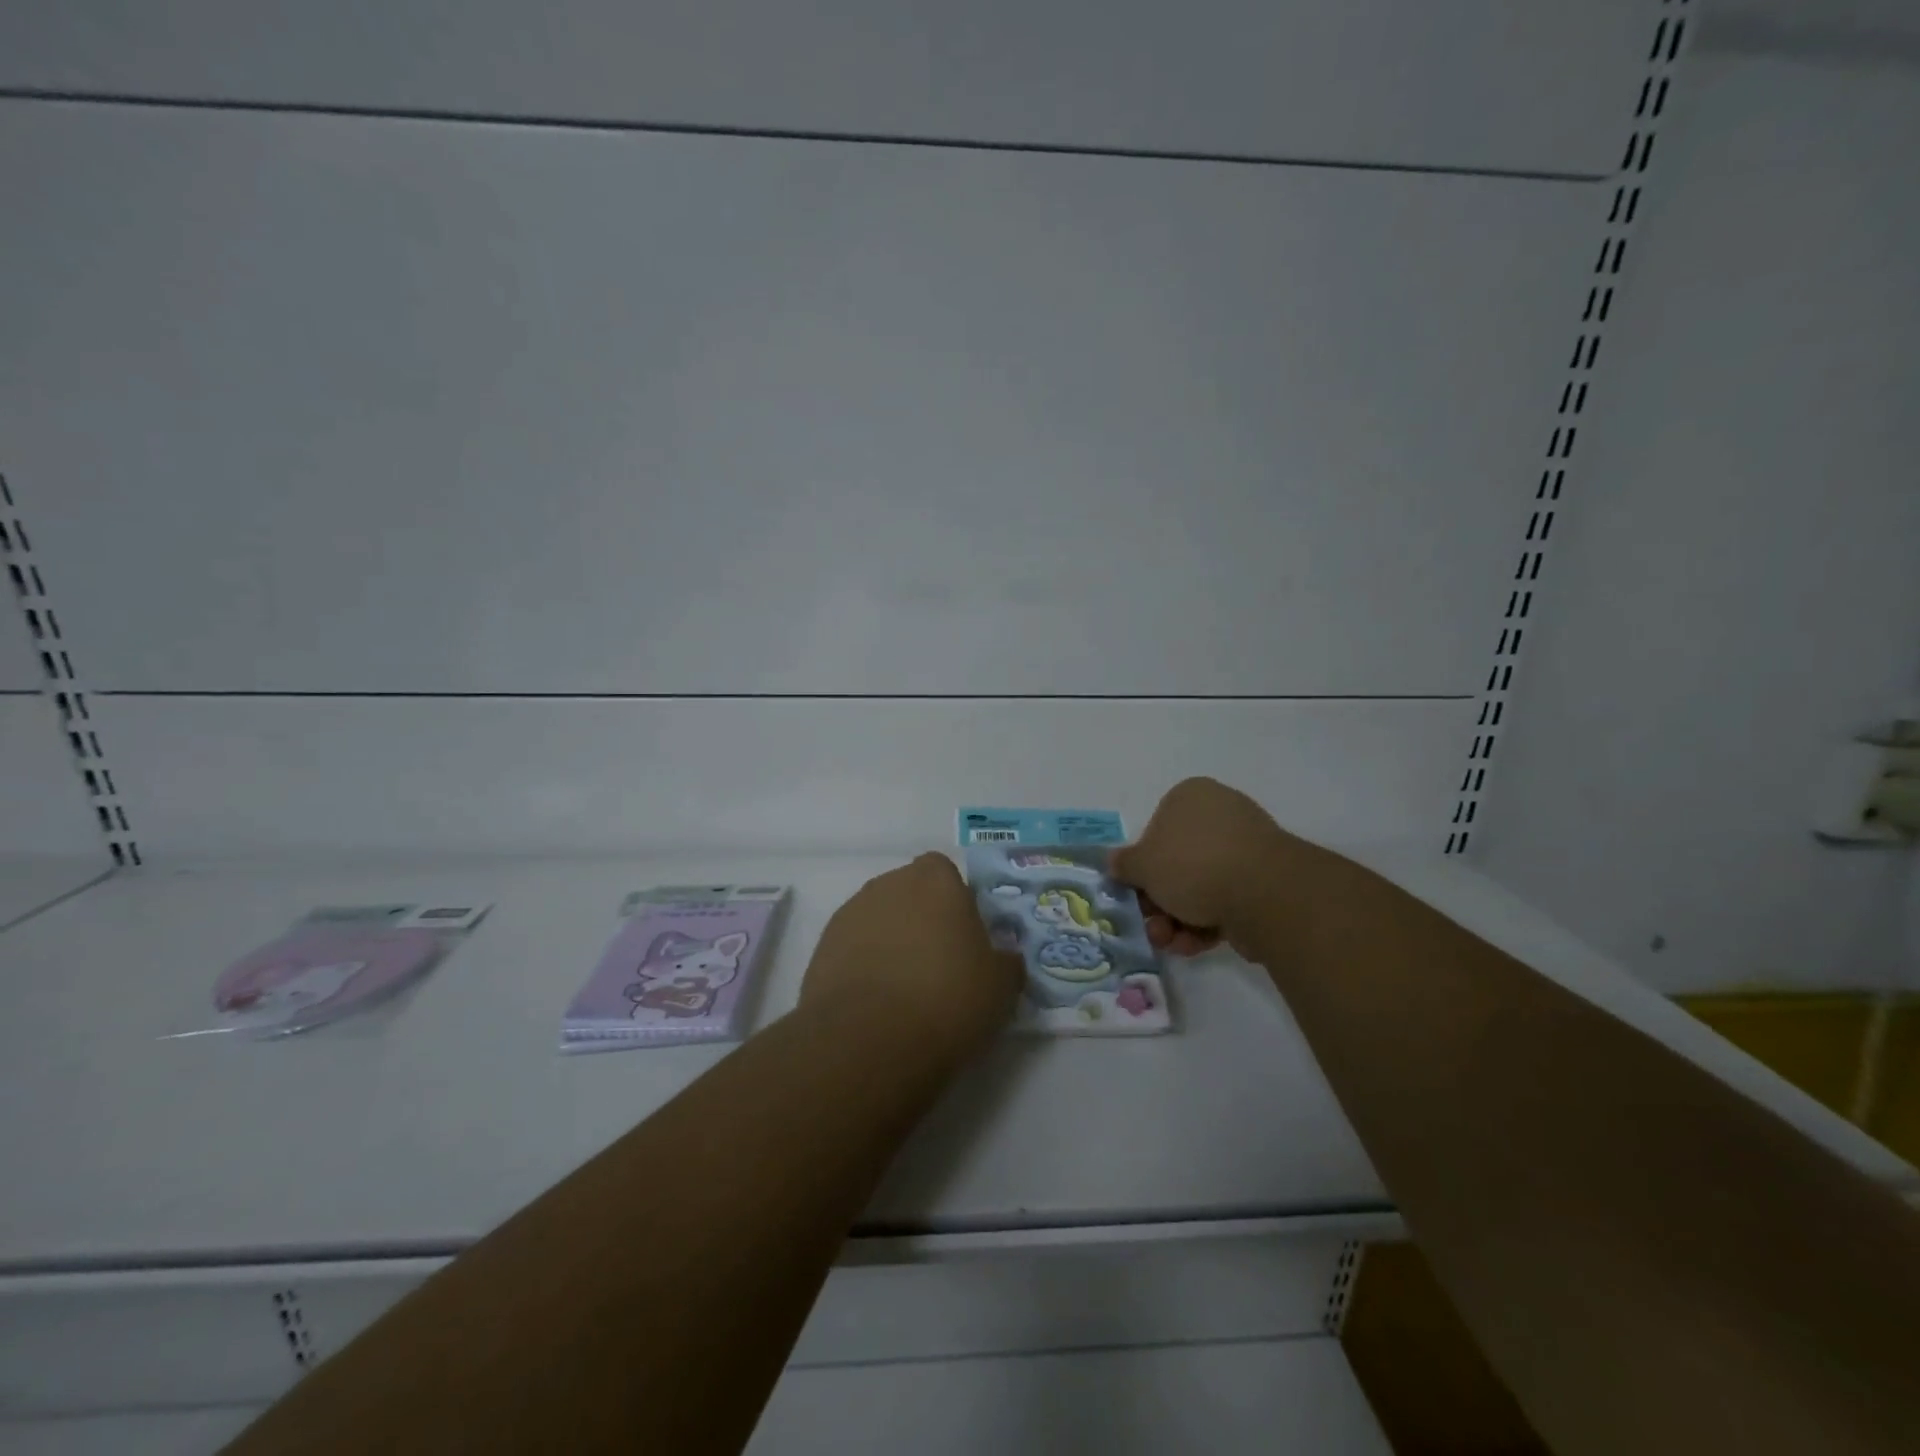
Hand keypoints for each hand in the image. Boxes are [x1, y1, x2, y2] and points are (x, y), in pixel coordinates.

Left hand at [801, 853, 1024, 1061]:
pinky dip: (863, 967)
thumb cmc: (948, 999)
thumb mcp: (1002, 986)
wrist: (869, 1040)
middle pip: (909, 892)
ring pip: (878, 919)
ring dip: (890, 942)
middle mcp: (888, 885)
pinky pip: (852, 949)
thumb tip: (1003, 958)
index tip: (964, 936)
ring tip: (904, 991)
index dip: (955, 900)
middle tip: (938, 965)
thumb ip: (1005, 962)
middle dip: (921, 919)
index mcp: (935, 880)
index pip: (944, 872)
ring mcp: (849, 914)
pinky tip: (875, 1005)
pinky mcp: (822, 949)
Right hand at [1110, 777, 1299, 956]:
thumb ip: (1124, 864)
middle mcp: (1220, 815)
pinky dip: (1206, 924)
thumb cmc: (1192, 864)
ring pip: (1200, 886)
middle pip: (1177, 862)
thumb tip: (1114, 862)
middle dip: (1159, 901)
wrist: (1262, 892)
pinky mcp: (1264, 881)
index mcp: (1190, 796)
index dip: (1143, 865)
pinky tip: (1194, 945)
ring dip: (1178, 919)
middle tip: (1150, 926)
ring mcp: (1246, 848)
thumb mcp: (1142, 865)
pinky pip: (1225, 900)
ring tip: (1170, 942)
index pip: (1156, 828)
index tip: (1135, 892)